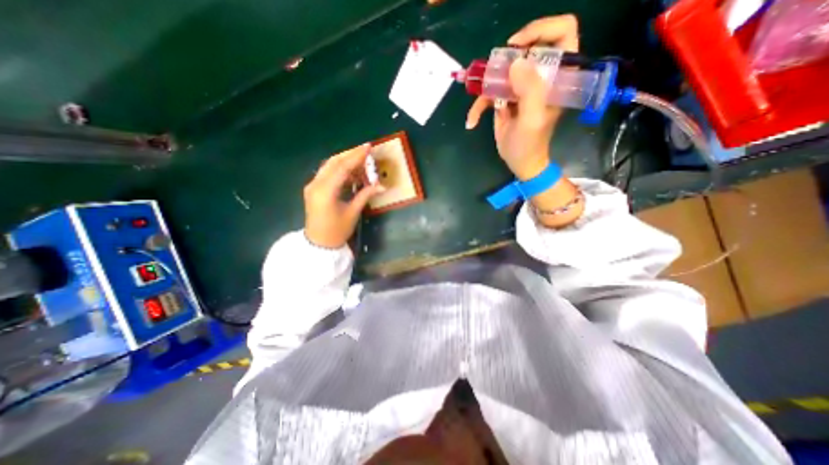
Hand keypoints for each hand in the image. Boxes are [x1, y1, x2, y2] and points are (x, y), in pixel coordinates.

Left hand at [304, 144, 383, 248]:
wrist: (318, 244)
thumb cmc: (337, 231)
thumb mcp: (353, 212)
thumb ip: (365, 195)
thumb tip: (382, 185)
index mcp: (325, 191)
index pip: (342, 167)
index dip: (356, 156)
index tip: (368, 147)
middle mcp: (315, 184)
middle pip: (333, 162)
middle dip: (350, 154)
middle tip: (365, 150)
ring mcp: (312, 185)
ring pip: (329, 166)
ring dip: (345, 161)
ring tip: (361, 161)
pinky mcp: (313, 188)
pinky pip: (327, 173)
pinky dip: (339, 170)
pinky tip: (351, 173)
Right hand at [463, 13, 577, 178]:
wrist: (520, 162)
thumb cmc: (530, 143)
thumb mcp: (532, 119)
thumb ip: (530, 90)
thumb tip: (516, 62)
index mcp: (557, 76)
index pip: (562, 33)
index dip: (541, 30)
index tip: (517, 46)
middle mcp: (540, 77)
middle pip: (524, 49)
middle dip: (504, 62)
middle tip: (493, 79)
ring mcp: (520, 88)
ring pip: (501, 72)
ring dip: (484, 88)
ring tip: (478, 108)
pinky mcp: (505, 99)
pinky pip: (488, 94)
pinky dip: (477, 107)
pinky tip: (472, 121)